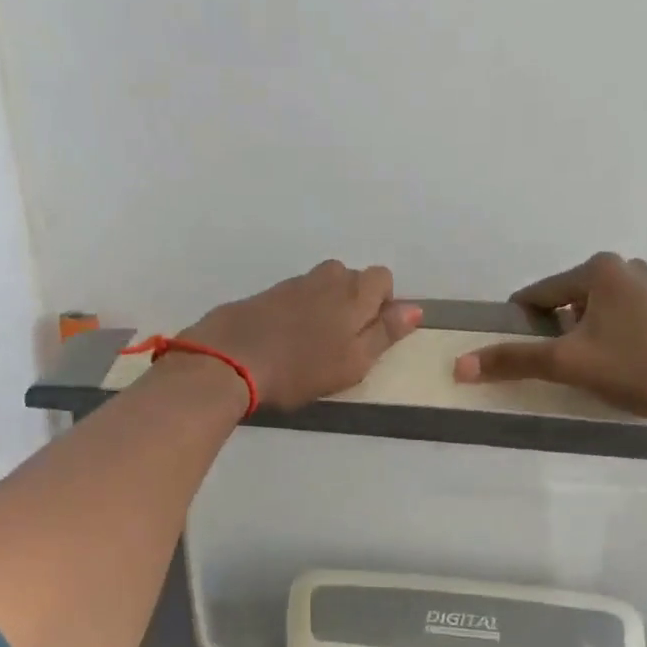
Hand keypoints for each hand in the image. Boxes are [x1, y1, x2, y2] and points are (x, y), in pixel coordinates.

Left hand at [182, 260, 421, 411]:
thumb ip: (384, 334)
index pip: (382, 278)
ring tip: (314, 342)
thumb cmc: (301, 368)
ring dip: (326, 305)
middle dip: (354, 302)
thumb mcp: (353, 362)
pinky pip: (296, 296)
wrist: (230, 359)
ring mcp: (293, 284)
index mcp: (353, 294)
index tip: (370, 334)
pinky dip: (299, 311)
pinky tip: (287, 339)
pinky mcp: (266, 294)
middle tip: (342, 342)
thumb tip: (415, 309)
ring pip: (323, 285)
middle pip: (352, 278)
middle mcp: (326, 279)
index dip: (382, 303)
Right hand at [453, 253, 646, 480]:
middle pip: (565, 302)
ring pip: (593, 313)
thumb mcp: (567, 363)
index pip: (537, 295)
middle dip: (555, 334)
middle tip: (559, 369)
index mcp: (598, 269)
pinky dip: (607, 340)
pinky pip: (619, 320)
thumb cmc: (634, 367)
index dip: (520, 326)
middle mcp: (624, 267)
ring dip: (581, 339)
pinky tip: (618, 367)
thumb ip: (514, 361)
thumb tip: (459, 366)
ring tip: (589, 372)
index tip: (519, 356)